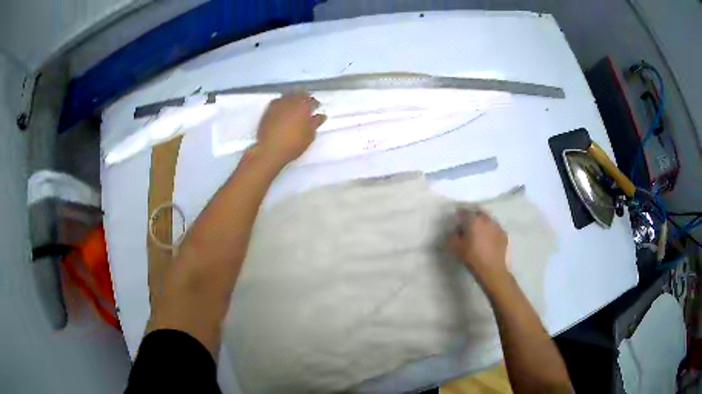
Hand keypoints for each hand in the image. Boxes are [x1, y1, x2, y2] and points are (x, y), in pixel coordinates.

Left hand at [256, 92, 326, 166]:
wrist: (270, 150)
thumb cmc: (293, 145)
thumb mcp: (309, 136)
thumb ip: (316, 123)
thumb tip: (321, 116)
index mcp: (303, 107)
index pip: (312, 101)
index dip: (316, 104)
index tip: (317, 107)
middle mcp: (291, 102)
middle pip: (300, 93)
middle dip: (305, 97)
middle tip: (307, 103)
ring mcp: (278, 104)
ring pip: (288, 94)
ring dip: (293, 97)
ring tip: (295, 103)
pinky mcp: (268, 110)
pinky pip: (277, 100)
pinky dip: (282, 101)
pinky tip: (283, 107)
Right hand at [447, 209, 509, 284]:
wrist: (492, 269)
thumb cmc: (472, 257)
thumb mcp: (456, 248)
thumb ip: (452, 237)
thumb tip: (454, 231)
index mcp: (474, 220)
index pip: (464, 211)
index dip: (459, 215)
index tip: (457, 221)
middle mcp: (486, 219)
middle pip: (478, 213)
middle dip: (473, 217)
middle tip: (468, 225)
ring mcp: (497, 226)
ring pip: (488, 220)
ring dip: (483, 223)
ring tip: (480, 232)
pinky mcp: (504, 234)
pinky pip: (495, 228)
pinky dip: (491, 231)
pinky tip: (489, 239)